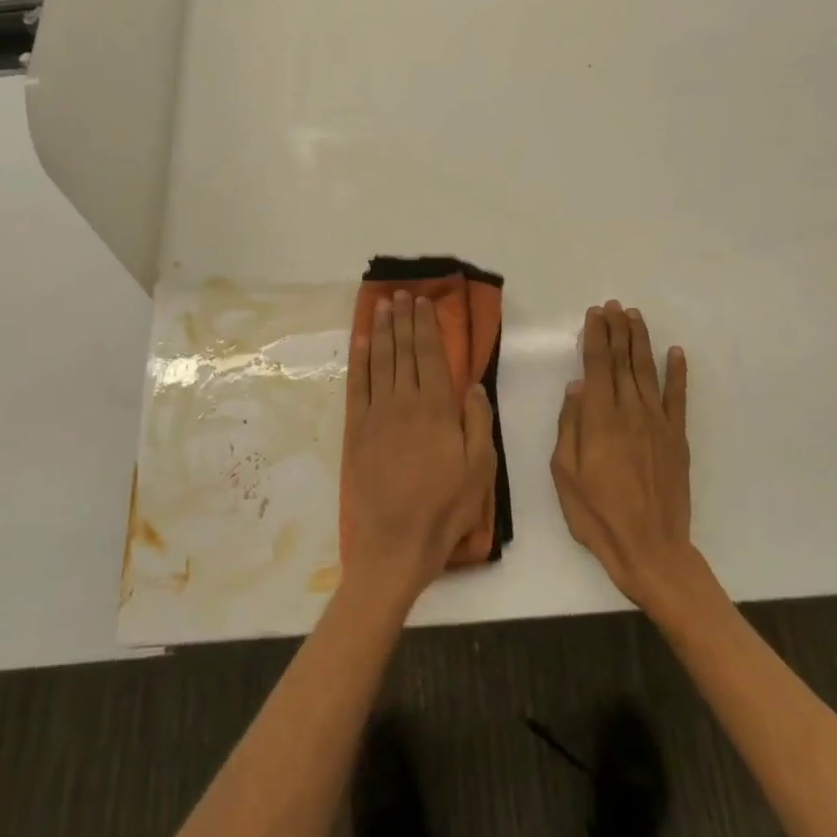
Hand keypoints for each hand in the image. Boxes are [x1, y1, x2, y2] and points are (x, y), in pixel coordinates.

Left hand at [343, 292, 496, 612]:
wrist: (395, 542)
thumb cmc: (445, 507)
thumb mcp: (480, 468)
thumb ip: (478, 421)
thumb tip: (472, 384)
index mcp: (437, 408)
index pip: (430, 355)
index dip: (426, 326)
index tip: (423, 303)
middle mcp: (404, 402)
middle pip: (403, 351)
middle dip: (403, 320)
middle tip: (401, 295)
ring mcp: (376, 414)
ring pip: (379, 361)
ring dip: (381, 331)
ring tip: (382, 307)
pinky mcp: (356, 430)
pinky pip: (357, 385)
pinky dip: (359, 360)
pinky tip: (361, 342)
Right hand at [551, 300, 702, 615]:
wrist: (650, 549)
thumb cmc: (597, 515)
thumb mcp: (565, 474)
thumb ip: (570, 426)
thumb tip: (576, 387)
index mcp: (599, 420)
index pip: (597, 366)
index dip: (595, 337)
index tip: (594, 314)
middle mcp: (630, 412)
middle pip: (622, 361)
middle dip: (617, 330)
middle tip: (614, 305)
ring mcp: (658, 424)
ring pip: (647, 372)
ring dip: (641, 341)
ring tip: (635, 316)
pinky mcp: (677, 439)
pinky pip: (678, 398)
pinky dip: (677, 373)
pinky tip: (676, 353)